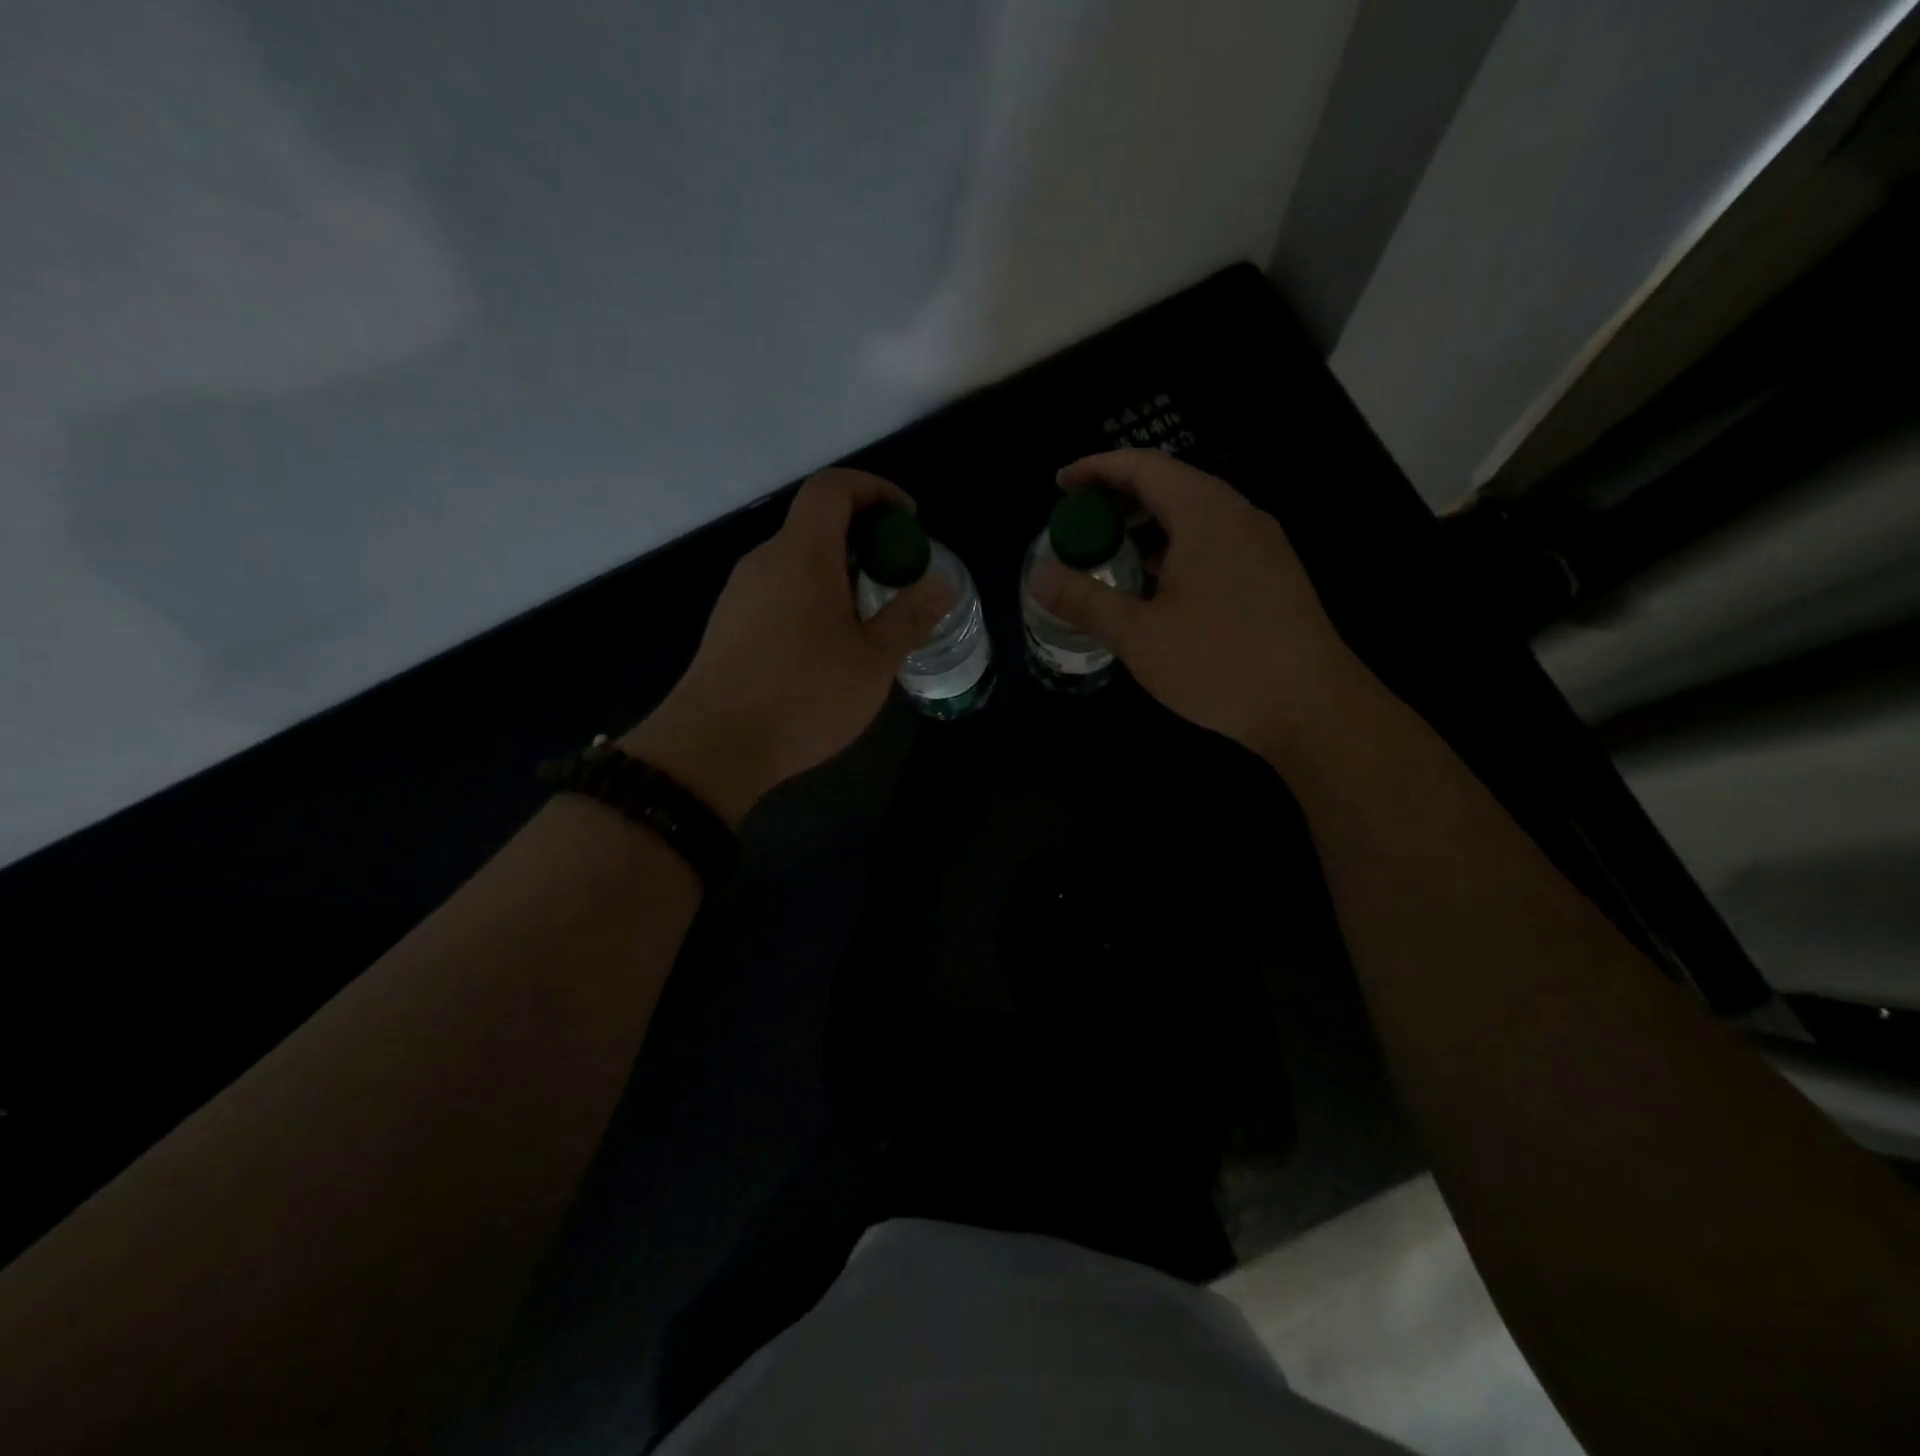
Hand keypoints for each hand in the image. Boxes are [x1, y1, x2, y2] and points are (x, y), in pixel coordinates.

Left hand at [621, 469, 950, 825]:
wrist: (715, 746)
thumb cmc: (805, 695)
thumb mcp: (873, 659)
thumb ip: (910, 615)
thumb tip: (941, 584)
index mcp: (802, 554)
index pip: (834, 487)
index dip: (876, 490)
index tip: (909, 522)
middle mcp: (765, 561)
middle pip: (816, 524)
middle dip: (865, 538)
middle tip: (899, 578)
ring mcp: (740, 593)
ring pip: (797, 562)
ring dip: (839, 573)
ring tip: (870, 618)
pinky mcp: (729, 625)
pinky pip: (779, 592)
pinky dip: (813, 598)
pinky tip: (829, 647)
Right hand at [1030, 449, 1364, 762]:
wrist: (1312, 706)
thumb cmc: (1218, 662)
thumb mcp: (1138, 634)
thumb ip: (1084, 600)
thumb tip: (1037, 576)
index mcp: (1203, 512)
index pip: (1142, 466)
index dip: (1095, 469)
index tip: (1060, 484)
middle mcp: (1238, 514)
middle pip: (1170, 485)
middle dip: (1119, 499)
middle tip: (1079, 524)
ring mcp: (1263, 543)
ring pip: (1195, 516)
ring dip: (1149, 527)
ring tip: (1112, 556)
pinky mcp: (1275, 573)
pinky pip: (1216, 542)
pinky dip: (1177, 549)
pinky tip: (1159, 588)